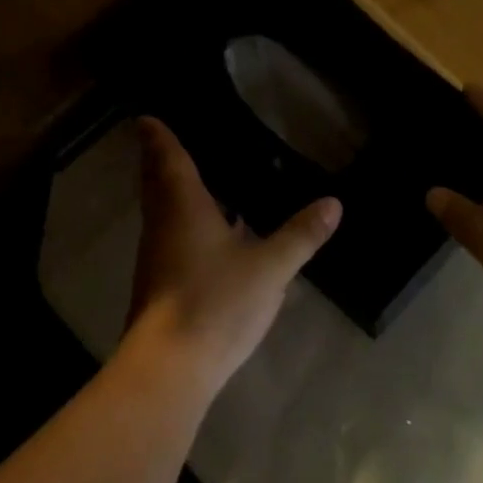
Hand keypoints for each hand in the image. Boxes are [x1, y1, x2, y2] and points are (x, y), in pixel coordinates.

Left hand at [123, 118, 341, 397]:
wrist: (171, 365)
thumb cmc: (216, 303)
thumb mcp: (270, 268)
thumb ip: (301, 235)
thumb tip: (333, 203)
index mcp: (183, 208)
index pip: (167, 159)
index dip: (159, 136)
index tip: (149, 117)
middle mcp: (162, 226)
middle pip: (157, 184)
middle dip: (161, 161)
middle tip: (175, 141)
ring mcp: (157, 258)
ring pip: (162, 213)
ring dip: (173, 194)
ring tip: (201, 180)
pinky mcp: (161, 284)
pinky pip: (171, 238)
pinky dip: (185, 224)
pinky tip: (212, 234)